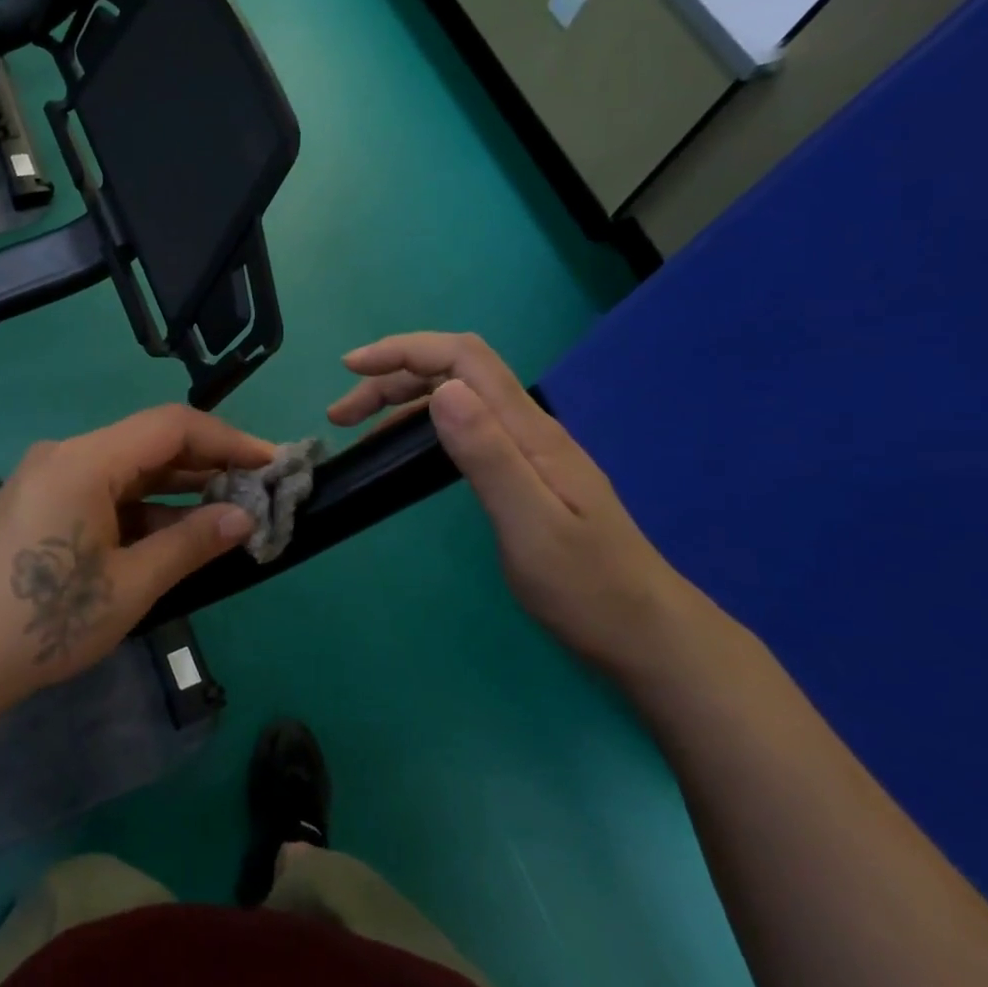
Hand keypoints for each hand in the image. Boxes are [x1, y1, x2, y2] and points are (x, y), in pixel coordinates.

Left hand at [0, 406, 272, 713]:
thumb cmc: (43, 623)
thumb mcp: (129, 587)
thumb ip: (191, 543)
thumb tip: (244, 517)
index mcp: (85, 460)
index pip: (172, 426)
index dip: (229, 439)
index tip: (272, 463)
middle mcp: (64, 455)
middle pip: (148, 443)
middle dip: (206, 465)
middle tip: (255, 491)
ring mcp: (45, 478)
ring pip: (125, 470)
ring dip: (174, 490)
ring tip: (224, 516)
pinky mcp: (36, 504)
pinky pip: (101, 492)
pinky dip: (140, 509)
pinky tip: (169, 536)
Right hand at [328, 332, 704, 671]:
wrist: (646, 635)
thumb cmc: (586, 588)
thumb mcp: (531, 524)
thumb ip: (487, 455)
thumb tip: (442, 390)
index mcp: (529, 430)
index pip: (463, 358)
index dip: (404, 350)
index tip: (351, 368)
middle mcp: (528, 428)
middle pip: (455, 372)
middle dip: (392, 377)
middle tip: (341, 415)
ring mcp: (528, 450)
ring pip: (458, 398)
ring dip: (403, 401)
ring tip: (358, 429)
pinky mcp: (524, 474)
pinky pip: (465, 428)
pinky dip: (422, 426)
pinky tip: (403, 451)